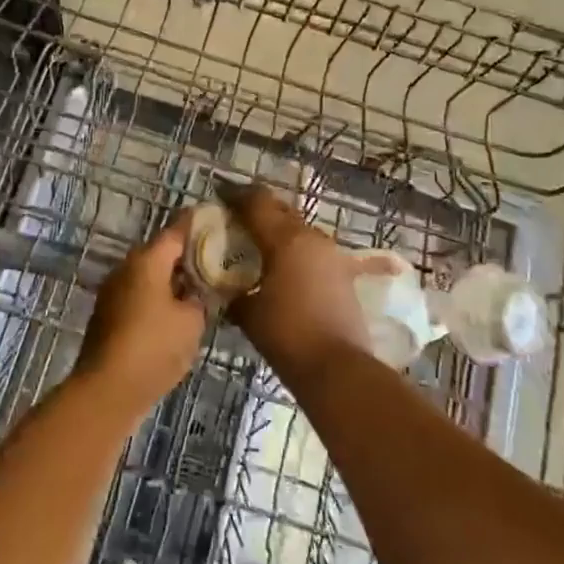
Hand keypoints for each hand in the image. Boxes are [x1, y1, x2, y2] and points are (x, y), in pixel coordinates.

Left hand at [74, 212, 205, 412]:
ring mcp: (113, 291)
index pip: (177, 230)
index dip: (198, 225)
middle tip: (216, 261)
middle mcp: (127, 267)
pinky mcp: (108, 314)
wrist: (107, 390)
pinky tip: (176, 314)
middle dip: (187, 255)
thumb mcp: (192, 322)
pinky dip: (158, 297)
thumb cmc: (154, 348)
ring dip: (172, 279)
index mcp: (147, 260)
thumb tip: (195, 293)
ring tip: (201, 289)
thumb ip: (199, 299)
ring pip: (149, 275)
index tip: (218, 221)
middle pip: (161, 252)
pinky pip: (139, 294)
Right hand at [217, 183, 371, 384]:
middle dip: (258, 212)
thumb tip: (228, 288)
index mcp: (285, 239)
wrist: (339, 368)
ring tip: (258, 246)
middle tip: (236, 221)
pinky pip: (312, 251)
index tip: (220, 195)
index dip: (236, 196)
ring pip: (299, 230)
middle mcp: (311, 237)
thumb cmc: (287, 336)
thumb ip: (235, 292)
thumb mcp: (249, 313)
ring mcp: (332, 255)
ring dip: (278, 231)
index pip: (257, 202)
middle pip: (280, 210)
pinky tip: (284, 268)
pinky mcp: (343, 274)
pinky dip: (295, 252)